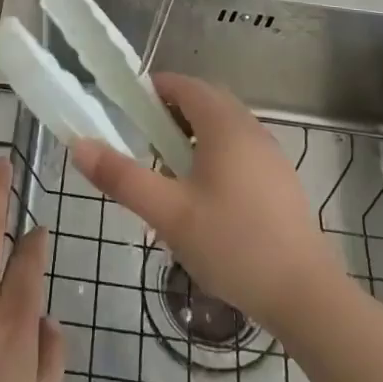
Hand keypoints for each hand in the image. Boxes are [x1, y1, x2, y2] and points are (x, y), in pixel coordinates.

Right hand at [70, 72, 348, 336]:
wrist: (304, 295)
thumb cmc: (232, 244)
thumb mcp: (168, 213)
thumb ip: (121, 177)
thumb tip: (78, 145)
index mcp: (224, 125)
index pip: (184, 85)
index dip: (153, 90)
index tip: (125, 110)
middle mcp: (251, 129)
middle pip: (205, 103)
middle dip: (170, 114)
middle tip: (142, 143)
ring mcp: (270, 155)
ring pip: (224, 128)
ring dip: (193, 137)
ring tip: (167, 173)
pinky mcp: (280, 181)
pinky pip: (240, 150)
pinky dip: (215, 156)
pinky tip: (203, 199)